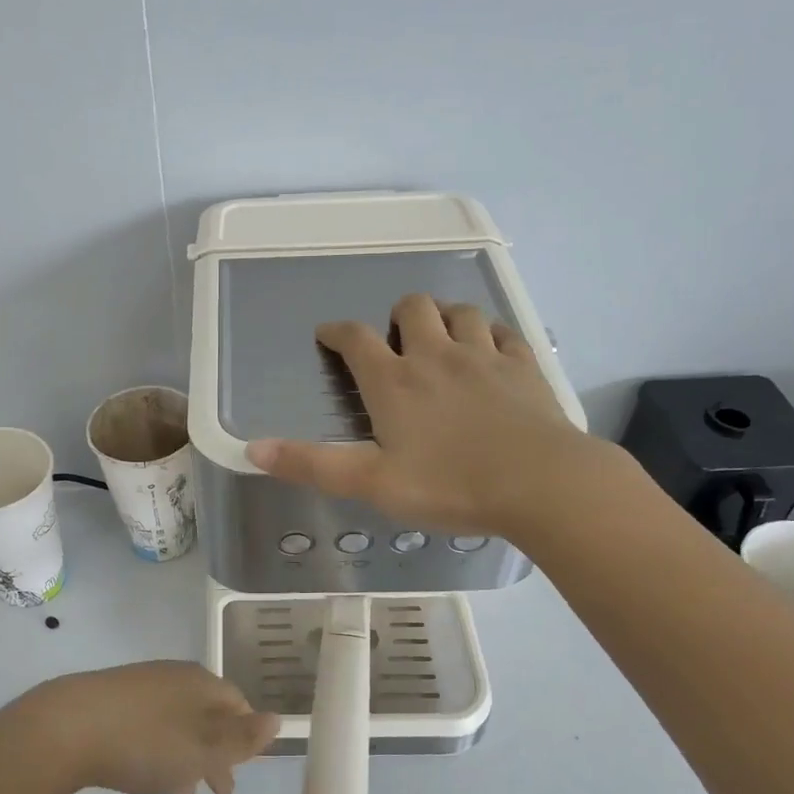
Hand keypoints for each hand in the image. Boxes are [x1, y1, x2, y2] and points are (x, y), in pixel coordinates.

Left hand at [0, 661, 280, 793]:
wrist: (64, 729)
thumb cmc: (144, 743)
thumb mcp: (203, 748)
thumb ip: (242, 738)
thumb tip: (276, 720)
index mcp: (199, 683)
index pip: (236, 703)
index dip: (245, 735)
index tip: (245, 766)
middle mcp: (172, 676)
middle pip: (206, 714)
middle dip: (216, 753)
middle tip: (220, 791)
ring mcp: (137, 685)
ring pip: (175, 723)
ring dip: (186, 758)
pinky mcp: (107, 700)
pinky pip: (147, 726)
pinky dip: (157, 752)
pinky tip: (144, 776)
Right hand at [246, 293, 610, 540]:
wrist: (541, 484)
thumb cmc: (449, 485)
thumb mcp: (371, 483)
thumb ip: (311, 464)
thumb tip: (252, 449)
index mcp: (394, 382)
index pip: (355, 340)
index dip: (337, 332)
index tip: (328, 334)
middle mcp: (436, 356)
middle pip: (413, 308)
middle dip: (397, 315)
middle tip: (394, 339)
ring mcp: (485, 356)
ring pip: (461, 312)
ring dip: (445, 317)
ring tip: (441, 338)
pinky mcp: (525, 366)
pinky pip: (504, 331)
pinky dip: (490, 333)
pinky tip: (490, 350)